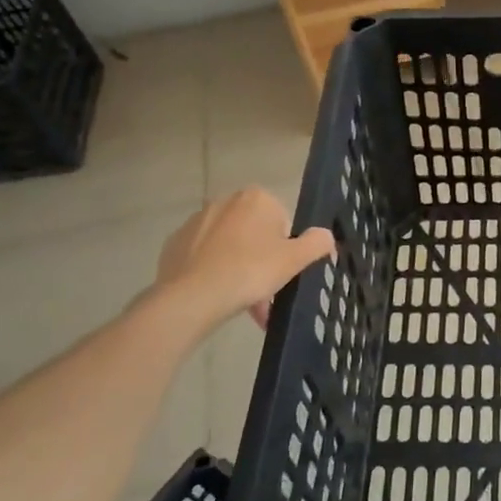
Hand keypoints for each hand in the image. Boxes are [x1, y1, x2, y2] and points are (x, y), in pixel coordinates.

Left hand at [152, 189, 335, 331]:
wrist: (192, 296)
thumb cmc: (250, 271)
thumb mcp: (295, 259)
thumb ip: (317, 243)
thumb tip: (326, 236)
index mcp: (256, 198)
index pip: (282, 222)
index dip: (286, 249)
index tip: (282, 272)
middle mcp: (225, 201)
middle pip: (254, 234)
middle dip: (262, 261)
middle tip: (266, 291)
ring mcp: (196, 222)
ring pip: (229, 247)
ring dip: (239, 269)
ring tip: (243, 302)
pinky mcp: (174, 243)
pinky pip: (204, 257)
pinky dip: (214, 273)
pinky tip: (217, 297)